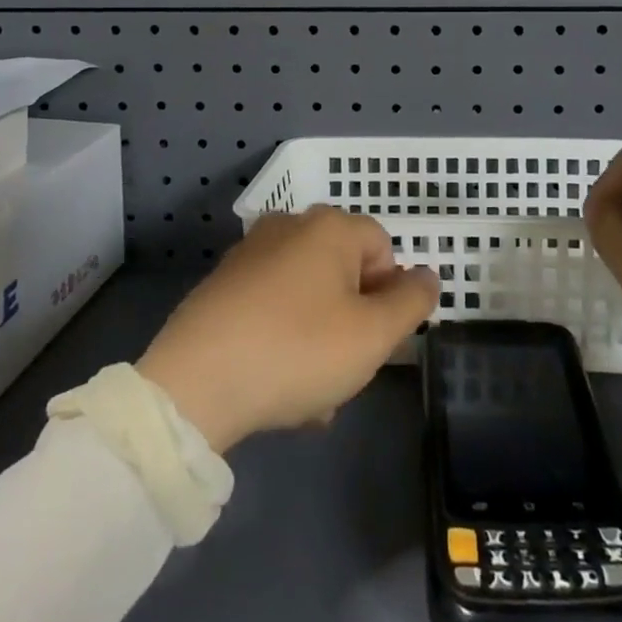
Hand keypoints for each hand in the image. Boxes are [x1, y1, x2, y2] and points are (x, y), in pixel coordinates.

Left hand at [137, 205, 439, 454]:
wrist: (194, 383)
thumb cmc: (297, 350)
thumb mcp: (372, 334)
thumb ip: (411, 301)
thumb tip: (427, 275)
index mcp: (330, 227)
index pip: (383, 247)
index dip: (388, 294)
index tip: (374, 338)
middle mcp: (290, 226)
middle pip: (344, 272)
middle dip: (353, 321)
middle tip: (344, 370)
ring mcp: (251, 253)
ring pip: (309, 296)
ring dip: (320, 339)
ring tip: (310, 394)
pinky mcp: (222, 285)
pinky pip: (272, 307)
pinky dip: (284, 338)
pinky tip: (276, 385)